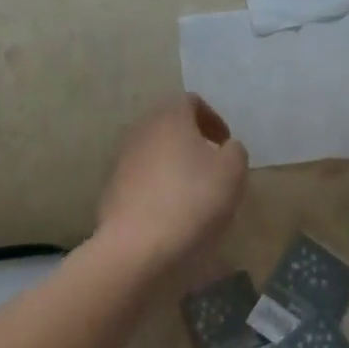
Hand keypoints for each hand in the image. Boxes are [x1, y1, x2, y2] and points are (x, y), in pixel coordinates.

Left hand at [97, 95, 248, 272]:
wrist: (137, 245)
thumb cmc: (191, 199)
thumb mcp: (232, 172)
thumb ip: (235, 151)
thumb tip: (226, 148)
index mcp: (170, 116)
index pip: (192, 102)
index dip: (213, 120)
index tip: (225, 146)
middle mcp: (142, 128)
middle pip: (171, 125)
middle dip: (193, 142)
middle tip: (212, 167)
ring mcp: (123, 158)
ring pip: (155, 151)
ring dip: (175, 165)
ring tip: (194, 194)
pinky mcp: (113, 187)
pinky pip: (142, 178)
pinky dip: (158, 187)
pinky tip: (171, 213)